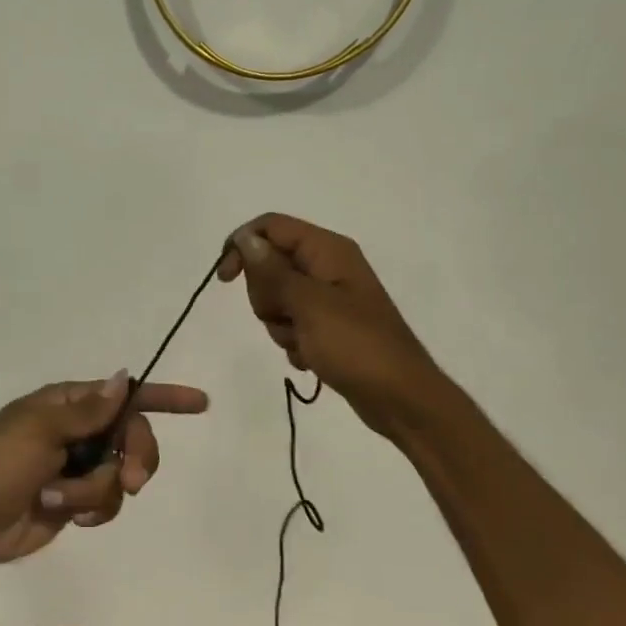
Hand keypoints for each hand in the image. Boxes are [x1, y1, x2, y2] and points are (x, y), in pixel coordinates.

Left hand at [0, 371, 209, 565]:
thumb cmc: (1, 466)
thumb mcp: (41, 431)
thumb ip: (88, 410)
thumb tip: (124, 377)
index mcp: (66, 404)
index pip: (124, 395)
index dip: (163, 398)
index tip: (199, 403)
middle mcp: (78, 430)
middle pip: (132, 437)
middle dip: (134, 458)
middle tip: (132, 480)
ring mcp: (79, 466)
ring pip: (121, 474)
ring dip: (95, 492)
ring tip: (59, 499)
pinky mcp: (78, 500)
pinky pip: (108, 501)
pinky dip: (91, 510)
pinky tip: (68, 518)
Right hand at [218, 214, 442, 439]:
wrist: (399, 398)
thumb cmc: (356, 346)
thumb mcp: (309, 305)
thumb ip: (273, 271)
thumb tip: (245, 239)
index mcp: (328, 250)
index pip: (271, 227)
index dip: (242, 246)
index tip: (225, 280)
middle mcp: (328, 267)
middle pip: (269, 264)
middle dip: (266, 296)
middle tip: (288, 318)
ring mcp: (328, 298)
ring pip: (276, 298)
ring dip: (280, 324)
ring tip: (305, 343)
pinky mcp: (328, 327)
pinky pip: (291, 325)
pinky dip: (293, 342)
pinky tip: (312, 358)